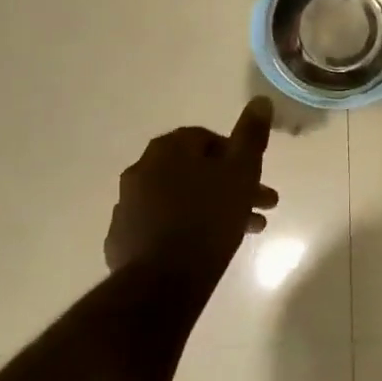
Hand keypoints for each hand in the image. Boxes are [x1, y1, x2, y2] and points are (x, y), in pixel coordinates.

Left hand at [104, 99, 277, 285]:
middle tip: (259, 208)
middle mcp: (142, 169)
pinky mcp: (122, 238)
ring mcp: (128, 205)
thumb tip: (259, 100)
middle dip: (229, 186)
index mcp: (168, 149)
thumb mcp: (241, 172)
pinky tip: (203, 248)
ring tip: (242, 232)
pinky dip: (183, 229)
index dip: (235, 156)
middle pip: (194, 171)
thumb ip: (251, 135)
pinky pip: (160, 224)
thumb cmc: (209, 219)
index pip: (206, 139)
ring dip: (211, 208)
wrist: (163, 280)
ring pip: (180, 199)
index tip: (254, 178)